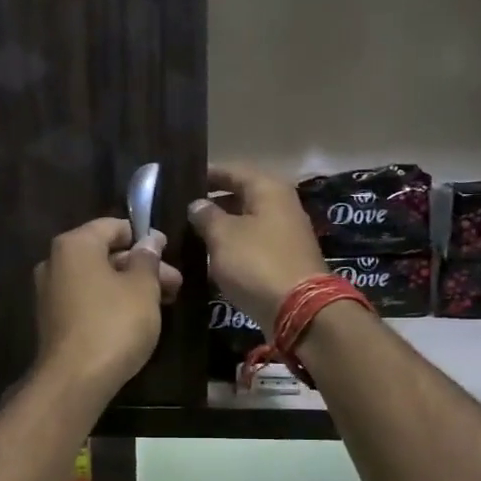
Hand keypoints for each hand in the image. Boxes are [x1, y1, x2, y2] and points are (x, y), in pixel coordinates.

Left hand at [33, 218, 182, 396]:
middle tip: (175, 283)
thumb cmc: (114, 324)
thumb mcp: (142, 288)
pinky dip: (111, 303)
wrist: (74, 380)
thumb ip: (148, 260)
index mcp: (74, 245)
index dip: (144, 237)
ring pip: (98, 279)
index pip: (113, 226)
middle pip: (105, 254)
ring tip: (163, 303)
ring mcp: (50, 293)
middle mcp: (55, 262)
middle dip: (142, 266)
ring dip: (130, 286)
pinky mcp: (53, 320)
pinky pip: (87, 300)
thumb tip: (150, 241)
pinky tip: (137, 319)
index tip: (169, 253)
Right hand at [187, 163, 326, 333]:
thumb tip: (197, 204)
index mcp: (269, 189)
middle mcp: (282, 205)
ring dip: (222, 228)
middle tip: (181, 211)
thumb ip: (207, 216)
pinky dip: (233, 248)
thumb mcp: (223, 236)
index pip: (232, 171)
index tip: (182, 181)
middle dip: (213, 203)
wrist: (298, 309)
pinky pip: (253, 245)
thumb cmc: (257, 263)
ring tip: (191, 234)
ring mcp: (286, 234)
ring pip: (247, 223)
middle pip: (242, 196)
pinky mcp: (284, 260)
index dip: (207, 175)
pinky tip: (212, 257)